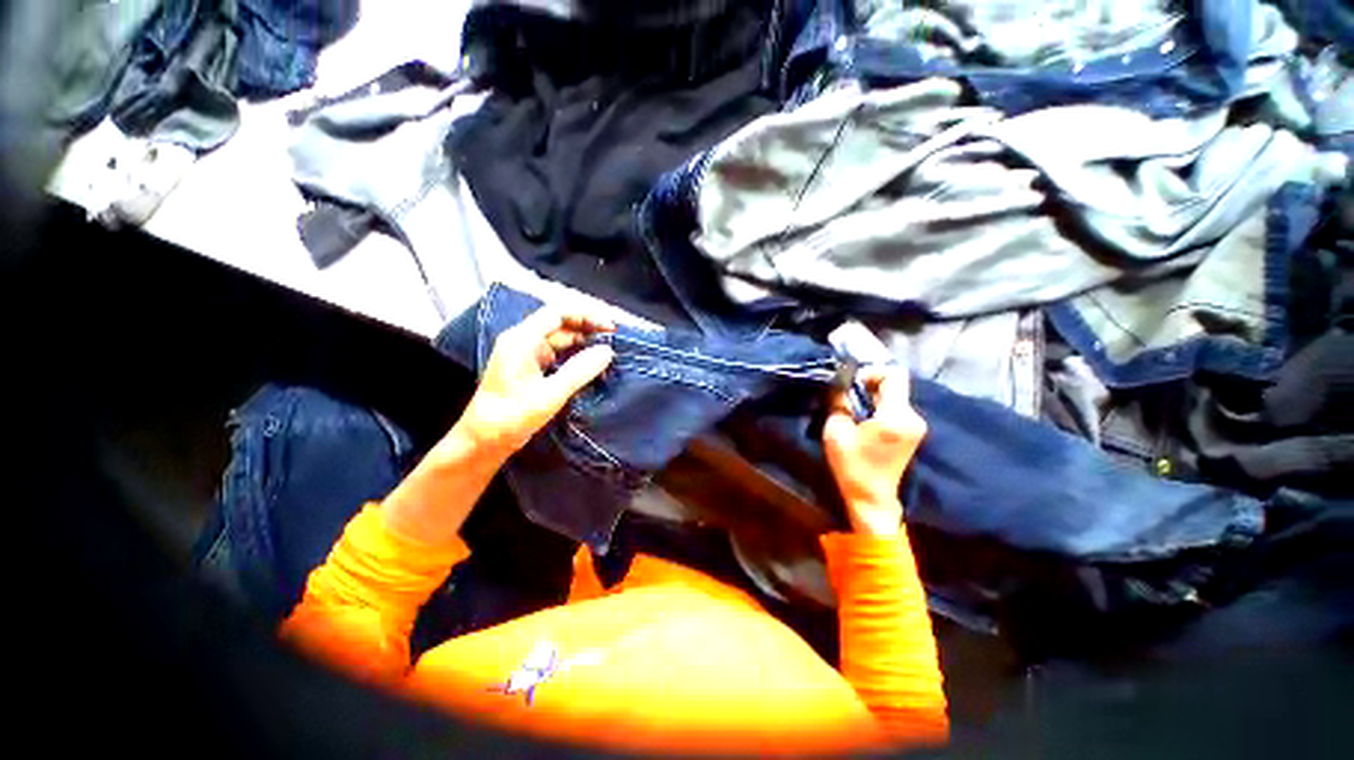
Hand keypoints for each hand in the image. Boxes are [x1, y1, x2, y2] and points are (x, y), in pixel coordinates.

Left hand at [454, 307, 615, 459]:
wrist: (482, 441)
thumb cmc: (512, 416)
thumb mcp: (551, 394)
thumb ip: (580, 370)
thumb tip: (607, 351)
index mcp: (523, 339)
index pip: (559, 313)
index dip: (587, 315)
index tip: (611, 328)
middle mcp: (523, 340)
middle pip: (561, 323)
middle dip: (588, 328)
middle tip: (615, 340)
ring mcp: (525, 354)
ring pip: (560, 339)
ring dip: (584, 343)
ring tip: (608, 353)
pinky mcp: (529, 368)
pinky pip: (557, 354)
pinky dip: (575, 356)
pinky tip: (591, 366)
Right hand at [823, 367, 926, 536]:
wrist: (872, 497)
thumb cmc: (852, 466)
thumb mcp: (836, 432)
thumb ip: (839, 403)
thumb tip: (840, 383)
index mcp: (896, 417)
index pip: (895, 375)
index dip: (872, 372)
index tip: (853, 383)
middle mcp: (913, 417)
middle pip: (895, 384)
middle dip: (869, 386)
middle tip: (848, 397)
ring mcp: (916, 425)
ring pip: (894, 396)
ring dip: (873, 397)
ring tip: (853, 410)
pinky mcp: (913, 432)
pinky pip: (896, 408)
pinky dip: (879, 407)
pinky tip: (864, 421)